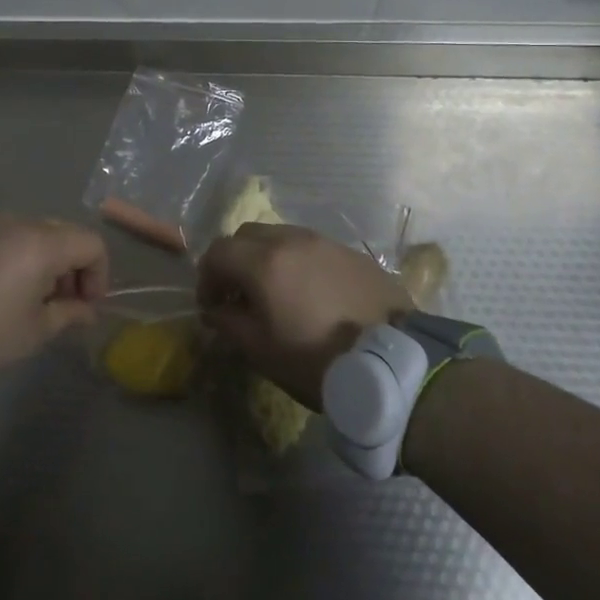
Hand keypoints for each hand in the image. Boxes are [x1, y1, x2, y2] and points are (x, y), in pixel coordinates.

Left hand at [0, 214, 108, 368]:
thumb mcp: (34, 331)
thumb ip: (69, 314)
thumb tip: (87, 311)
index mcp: (41, 242)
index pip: (91, 243)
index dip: (99, 274)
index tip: (86, 305)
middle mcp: (15, 221)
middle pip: (61, 233)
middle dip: (70, 266)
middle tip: (60, 302)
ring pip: (27, 232)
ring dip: (39, 259)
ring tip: (24, 297)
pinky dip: (8, 256)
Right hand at [198, 223, 408, 407]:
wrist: (393, 364)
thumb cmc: (316, 360)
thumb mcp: (261, 350)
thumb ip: (228, 323)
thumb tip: (214, 311)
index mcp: (263, 262)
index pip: (218, 252)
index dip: (206, 277)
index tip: (211, 305)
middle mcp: (292, 240)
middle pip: (248, 235)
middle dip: (235, 260)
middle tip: (238, 295)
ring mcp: (326, 242)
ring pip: (282, 236)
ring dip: (268, 258)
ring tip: (276, 293)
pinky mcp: (353, 253)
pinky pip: (313, 248)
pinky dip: (299, 263)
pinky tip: (311, 294)